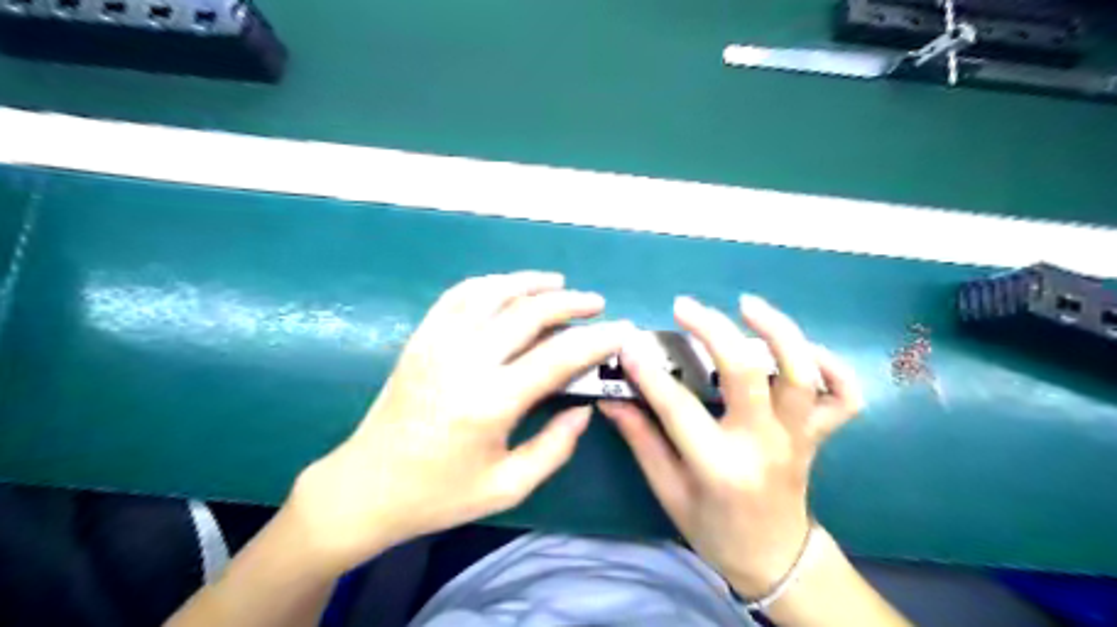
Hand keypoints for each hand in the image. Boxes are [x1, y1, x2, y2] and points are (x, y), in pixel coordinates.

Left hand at [287, 270, 625, 571]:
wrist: (366, 485)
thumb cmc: (438, 494)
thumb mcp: (507, 486)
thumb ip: (554, 447)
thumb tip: (584, 407)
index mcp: (491, 402)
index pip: (558, 356)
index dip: (596, 340)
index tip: (622, 329)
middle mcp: (465, 362)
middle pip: (529, 313)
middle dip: (571, 303)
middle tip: (596, 303)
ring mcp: (438, 343)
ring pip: (493, 293)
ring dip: (531, 283)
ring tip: (558, 283)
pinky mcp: (420, 338)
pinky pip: (458, 295)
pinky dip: (490, 284)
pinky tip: (508, 287)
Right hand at [598, 293, 855, 596]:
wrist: (774, 558)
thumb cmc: (714, 529)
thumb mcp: (668, 491)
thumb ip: (641, 440)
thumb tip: (610, 398)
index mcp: (719, 466)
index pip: (677, 407)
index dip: (648, 372)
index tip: (627, 343)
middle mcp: (763, 444)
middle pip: (745, 373)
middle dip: (712, 330)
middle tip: (684, 307)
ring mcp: (797, 437)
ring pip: (801, 374)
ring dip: (777, 331)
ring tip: (747, 304)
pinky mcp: (818, 435)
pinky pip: (844, 396)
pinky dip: (834, 365)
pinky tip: (803, 347)